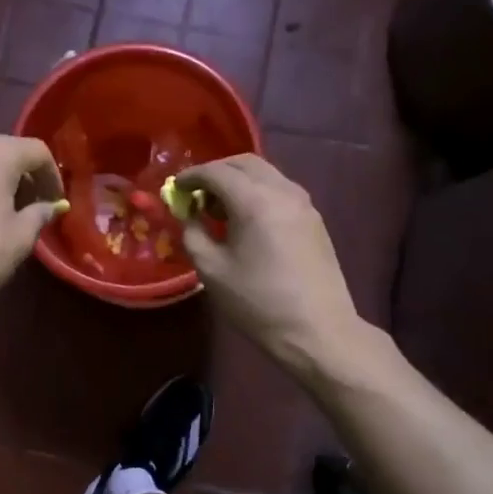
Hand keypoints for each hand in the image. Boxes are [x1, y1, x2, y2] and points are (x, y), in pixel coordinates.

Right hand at [177, 155, 365, 373]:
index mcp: (254, 201)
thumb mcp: (212, 271)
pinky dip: (257, 193)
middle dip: (216, 172)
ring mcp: (304, 203)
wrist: (317, 330)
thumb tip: (189, 215)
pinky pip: (280, 190)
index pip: (216, 172)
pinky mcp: (314, 219)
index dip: (191, 176)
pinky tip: (246, 221)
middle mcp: (282, 191)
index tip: (175, 188)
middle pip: (244, 163)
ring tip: (219, 210)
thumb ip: (193, 234)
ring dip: (238, 181)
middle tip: (196, 195)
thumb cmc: (257, 303)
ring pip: (265, 174)